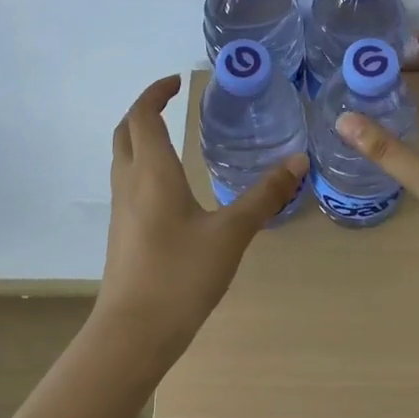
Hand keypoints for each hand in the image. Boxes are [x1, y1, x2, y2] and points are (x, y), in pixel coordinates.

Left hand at [95, 75, 307, 359]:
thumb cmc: (180, 276)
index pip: (143, 115)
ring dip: (141, 136)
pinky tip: (170, 184)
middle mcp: (129, 182)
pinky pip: (127, 181)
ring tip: (174, 135)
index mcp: (152, 171)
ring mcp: (120, 209)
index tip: (178, 82)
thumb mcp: (231, 234)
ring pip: (123, 157)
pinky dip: (143, 163)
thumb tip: (298, 162)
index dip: (156, 92)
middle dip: (144, 109)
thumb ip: (264, 196)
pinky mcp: (122, 232)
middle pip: (125, 131)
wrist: (131, 335)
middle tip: (172, 101)